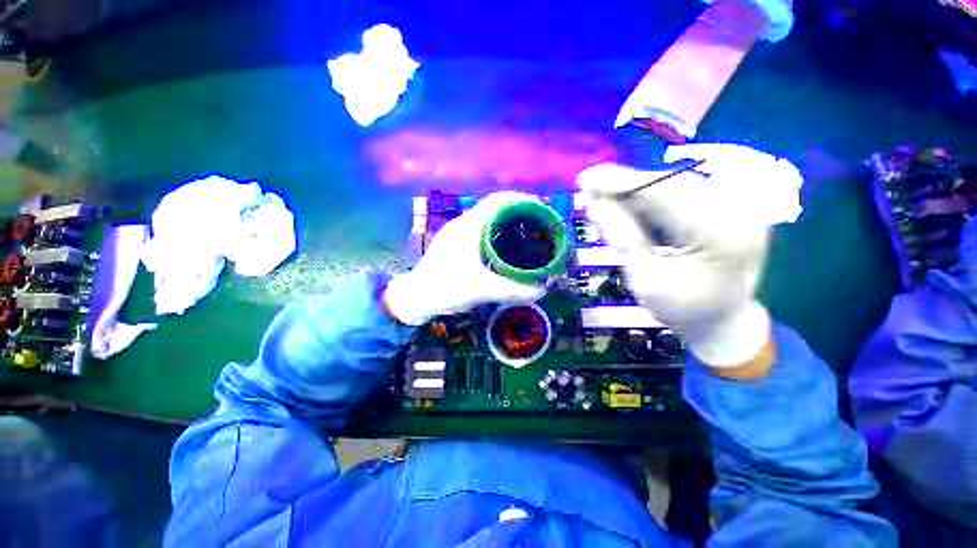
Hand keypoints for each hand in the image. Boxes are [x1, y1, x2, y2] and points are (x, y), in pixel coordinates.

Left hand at [383, 192, 546, 325]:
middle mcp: (462, 224)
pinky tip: (502, 245)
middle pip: (493, 207)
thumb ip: (514, 291)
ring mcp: (455, 233)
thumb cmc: (447, 288)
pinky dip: (494, 231)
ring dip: (504, 220)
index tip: (539, 207)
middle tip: (536, 222)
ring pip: (485, 218)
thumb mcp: (483, 290)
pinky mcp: (453, 243)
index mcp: (469, 227)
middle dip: (516, 210)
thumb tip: (542, 291)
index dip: (519, 199)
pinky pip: (479, 229)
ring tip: (523, 231)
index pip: (497, 201)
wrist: (415, 297)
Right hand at [577, 161, 771, 368]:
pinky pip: (680, 195)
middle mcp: (738, 213)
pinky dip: (648, 200)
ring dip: (634, 192)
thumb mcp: (644, 280)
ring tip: (602, 201)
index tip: (586, 180)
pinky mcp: (725, 210)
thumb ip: (622, 240)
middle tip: (588, 191)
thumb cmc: (682, 311)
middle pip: (672, 184)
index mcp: (723, 236)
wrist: (722, 323)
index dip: (623, 183)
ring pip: (674, 186)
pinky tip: (625, 208)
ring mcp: (735, 208)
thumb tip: (594, 205)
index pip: (667, 194)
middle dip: (626, 186)